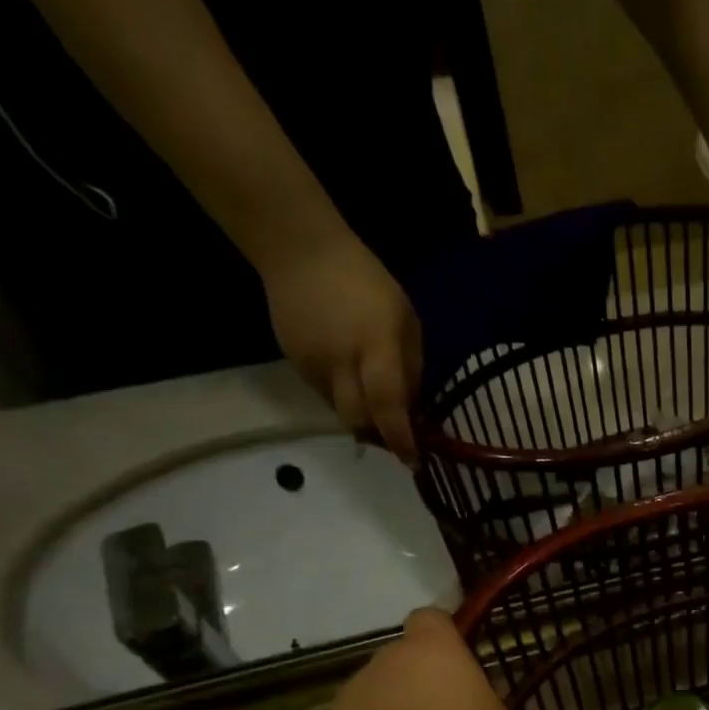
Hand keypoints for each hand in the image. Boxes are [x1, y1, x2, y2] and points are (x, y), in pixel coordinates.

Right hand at [262, 232, 422, 458]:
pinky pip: (326, 395)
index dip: (400, 439)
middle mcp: (341, 363)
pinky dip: (345, 399)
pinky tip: (352, 381)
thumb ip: (411, 369)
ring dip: (363, 419)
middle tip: (398, 438)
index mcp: (375, 349)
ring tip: (378, 409)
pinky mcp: (294, 363)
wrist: (298, 249)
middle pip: (359, 422)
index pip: (387, 406)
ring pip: (341, 412)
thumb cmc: (366, 282)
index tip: (414, 460)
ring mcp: (313, 365)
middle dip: (381, 438)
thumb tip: (413, 410)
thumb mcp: (406, 322)